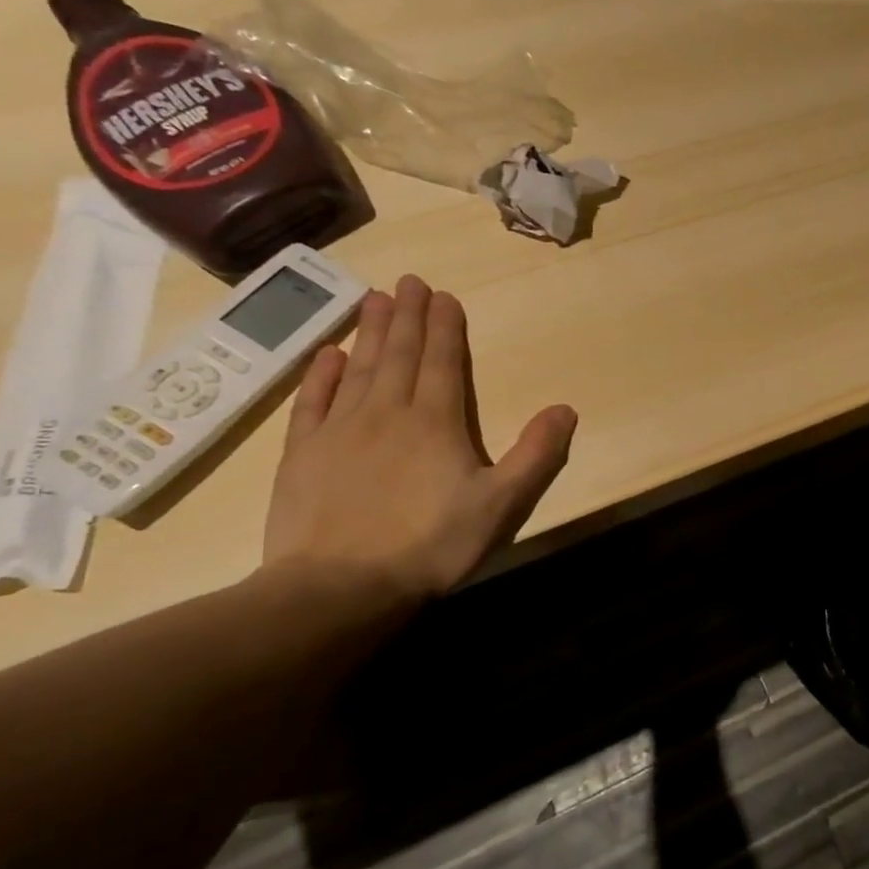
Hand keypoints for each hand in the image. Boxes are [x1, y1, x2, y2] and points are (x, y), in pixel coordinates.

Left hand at [262, 275, 576, 603]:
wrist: (340, 587)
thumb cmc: (431, 544)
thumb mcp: (503, 504)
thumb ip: (536, 454)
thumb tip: (565, 409)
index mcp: (436, 422)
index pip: (442, 362)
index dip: (445, 327)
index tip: (443, 295)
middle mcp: (386, 413)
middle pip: (399, 355)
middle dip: (407, 316)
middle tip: (408, 281)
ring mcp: (339, 431)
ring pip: (358, 368)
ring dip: (368, 332)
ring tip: (373, 298)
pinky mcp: (303, 454)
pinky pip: (313, 402)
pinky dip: (321, 374)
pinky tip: (327, 354)